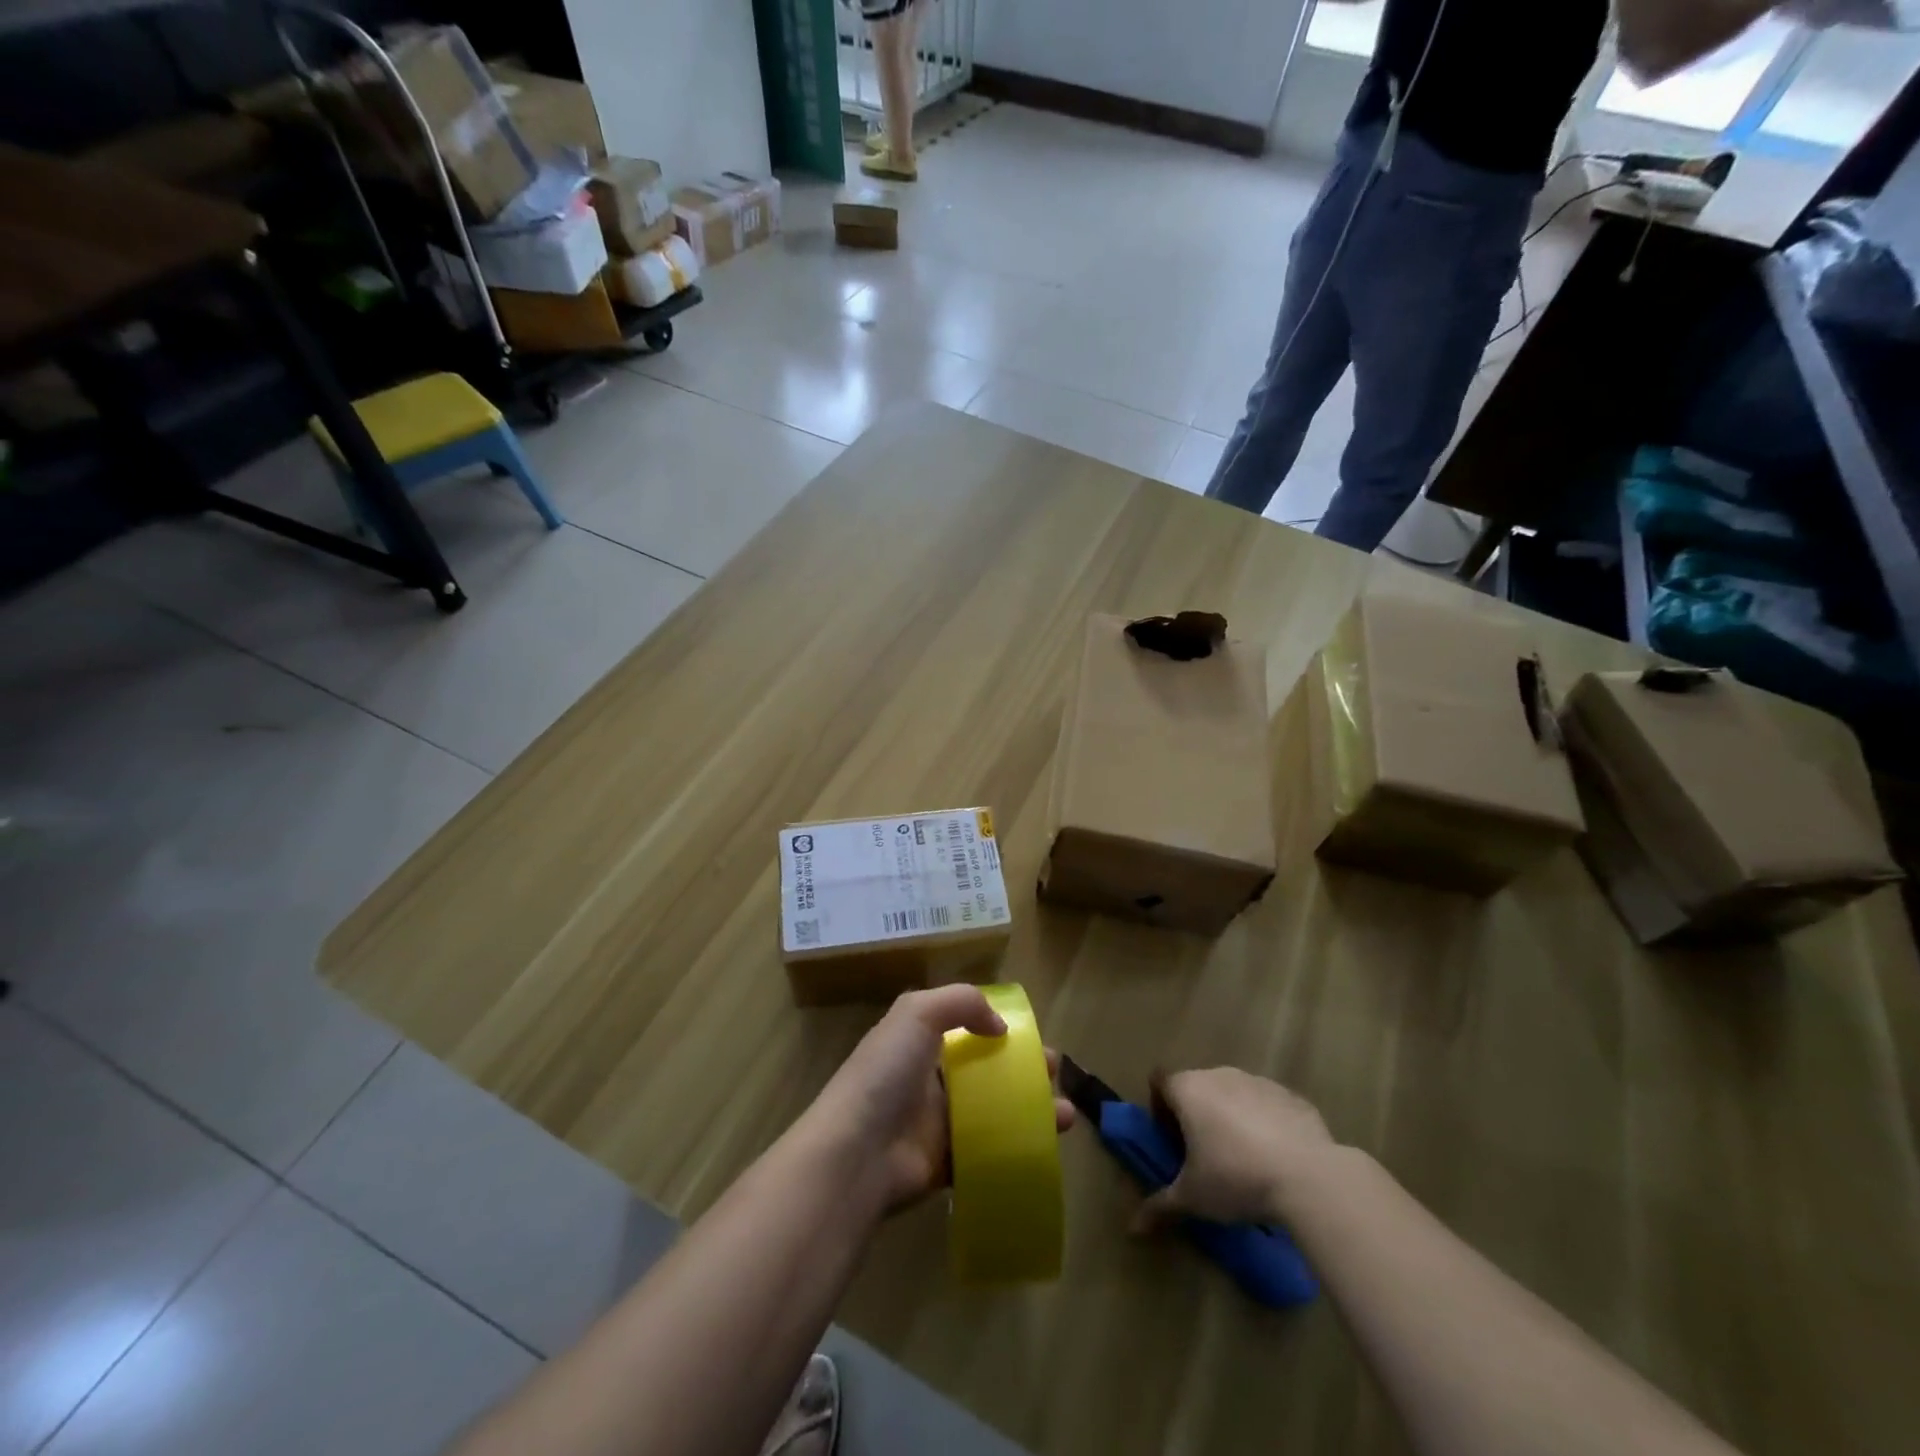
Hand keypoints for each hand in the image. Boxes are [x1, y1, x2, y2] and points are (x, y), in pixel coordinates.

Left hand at [796, 984, 1074, 1216]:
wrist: (857, 1153)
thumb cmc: (886, 1074)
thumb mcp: (917, 1013)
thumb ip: (961, 1003)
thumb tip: (999, 1025)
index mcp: (919, 1040)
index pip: (966, 1028)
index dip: (1000, 1028)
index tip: (1032, 1035)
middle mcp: (930, 1078)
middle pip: (987, 1069)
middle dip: (1024, 1069)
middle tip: (1054, 1073)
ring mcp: (938, 1123)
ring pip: (995, 1110)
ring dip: (1032, 1109)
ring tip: (1065, 1114)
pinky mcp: (947, 1163)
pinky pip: (990, 1151)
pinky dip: (1019, 1148)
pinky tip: (1048, 1147)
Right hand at [1133, 1068, 1335, 1230]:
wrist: (1309, 1177)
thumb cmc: (1235, 1178)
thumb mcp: (1193, 1198)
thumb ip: (1161, 1206)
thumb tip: (1133, 1230)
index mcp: (1188, 1089)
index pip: (1160, 1082)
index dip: (1160, 1107)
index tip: (1172, 1139)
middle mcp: (1219, 1075)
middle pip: (1197, 1086)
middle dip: (1197, 1115)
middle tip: (1205, 1155)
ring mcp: (1258, 1081)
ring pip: (1234, 1094)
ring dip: (1232, 1117)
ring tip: (1245, 1160)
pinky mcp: (1291, 1096)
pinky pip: (1268, 1105)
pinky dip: (1267, 1124)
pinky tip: (1278, 1159)